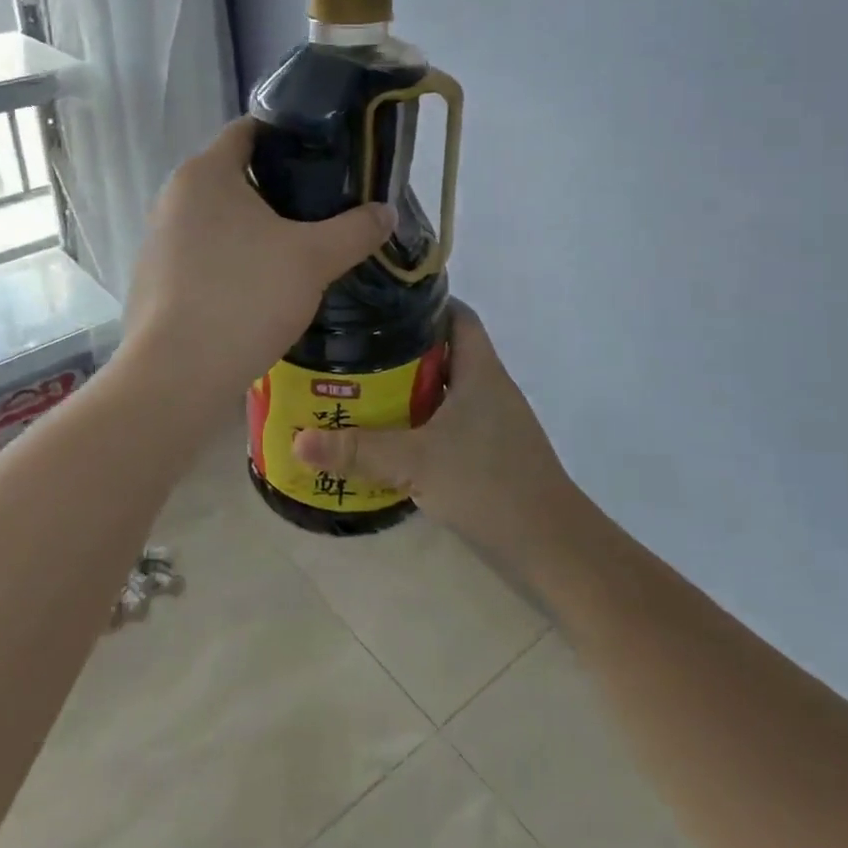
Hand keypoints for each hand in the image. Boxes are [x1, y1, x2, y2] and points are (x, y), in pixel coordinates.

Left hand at [122, 117, 396, 401]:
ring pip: (217, 220)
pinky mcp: (153, 281)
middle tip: (322, 207)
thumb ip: (355, 230)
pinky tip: (259, 289)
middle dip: (278, 188)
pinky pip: (201, 256)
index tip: (324, 155)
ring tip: (297, 250)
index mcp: (205, 173)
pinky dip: (230, 261)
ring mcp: (157, 241)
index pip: (248, 130)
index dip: (288, 135)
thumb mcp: (314, 259)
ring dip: (253, 229)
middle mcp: (173, 198)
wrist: (179, 374)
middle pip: (234, 176)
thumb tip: (386, 212)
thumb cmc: (245, 296)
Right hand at [293, 303, 582, 567]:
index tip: (381, 303)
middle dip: (402, 347)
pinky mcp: (490, 452)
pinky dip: (422, 421)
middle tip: (355, 347)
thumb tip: (296, 440)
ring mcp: (493, 422)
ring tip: (361, 386)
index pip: (457, 315)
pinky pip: (450, 421)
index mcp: (480, 371)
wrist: (551, 545)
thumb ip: (357, 450)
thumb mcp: (416, 461)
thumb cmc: (488, 484)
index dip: (424, 302)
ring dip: (410, 387)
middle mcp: (489, 387)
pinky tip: (391, 435)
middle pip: (445, 350)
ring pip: (446, 389)